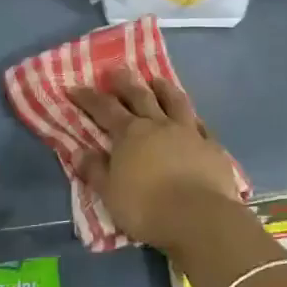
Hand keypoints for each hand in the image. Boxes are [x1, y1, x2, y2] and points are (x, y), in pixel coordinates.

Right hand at [70, 67, 242, 254]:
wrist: (198, 217)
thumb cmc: (146, 208)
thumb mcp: (110, 193)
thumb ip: (95, 170)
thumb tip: (78, 152)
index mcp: (130, 134)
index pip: (105, 109)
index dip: (89, 97)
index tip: (75, 87)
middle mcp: (159, 125)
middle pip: (140, 96)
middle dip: (125, 82)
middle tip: (116, 69)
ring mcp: (188, 132)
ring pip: (175, 102)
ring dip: (164, 88)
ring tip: (157, 79)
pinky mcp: (212, 146)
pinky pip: (202, 125)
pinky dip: (194, 119)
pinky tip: (194, 118)